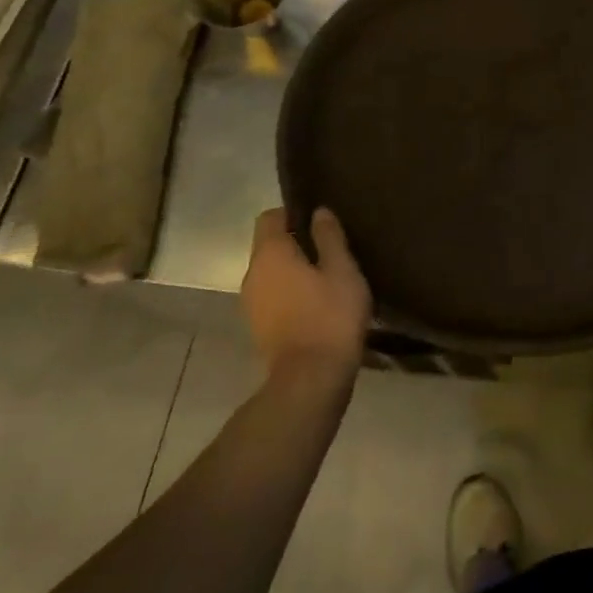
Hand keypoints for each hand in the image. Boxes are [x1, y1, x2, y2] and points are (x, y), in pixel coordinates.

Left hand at [241, 208, 372, 381]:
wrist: (310, 380)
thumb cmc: (330, 316)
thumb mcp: (342, 270)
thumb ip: (329, 237)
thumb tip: (319, 212)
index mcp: (270, 253)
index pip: (270, 217)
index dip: (293, 212)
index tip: (319, 220)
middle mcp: (252, 273)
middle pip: (268, 245)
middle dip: (295, 242)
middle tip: (330, 248)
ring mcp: (251, 303)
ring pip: (271, 272)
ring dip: (293, 269)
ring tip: (326, 276)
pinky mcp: (258, 327)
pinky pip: (272, 295)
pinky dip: (289, 292)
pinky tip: (316, 302)